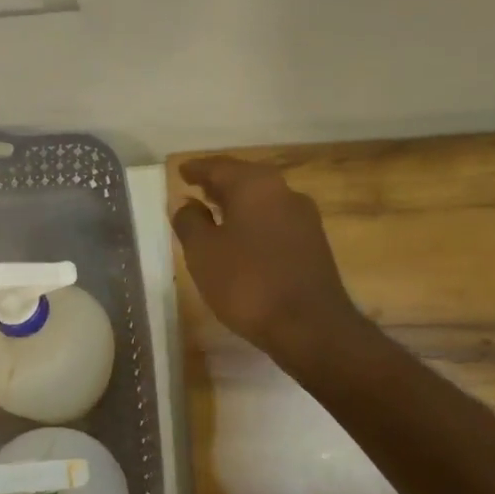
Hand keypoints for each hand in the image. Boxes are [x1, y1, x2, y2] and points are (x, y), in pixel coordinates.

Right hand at [171, 156, 367, 367]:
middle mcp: (284, 192)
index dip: (197, 169)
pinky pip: (275, 222)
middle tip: (197, 188)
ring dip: (238, 204)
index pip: (219, 167)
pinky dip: (254, 223)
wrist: (310, 326)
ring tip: (215, 214)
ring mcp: (304, 218)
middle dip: (219, 184)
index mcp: (255, 186)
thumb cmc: (248, 283)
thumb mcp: (204, 253)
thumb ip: (190, 222)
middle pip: (245, 180)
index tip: (181, 171)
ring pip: (262, 201)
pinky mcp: (313, 244)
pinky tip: (242, 240)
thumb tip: (184, 202)